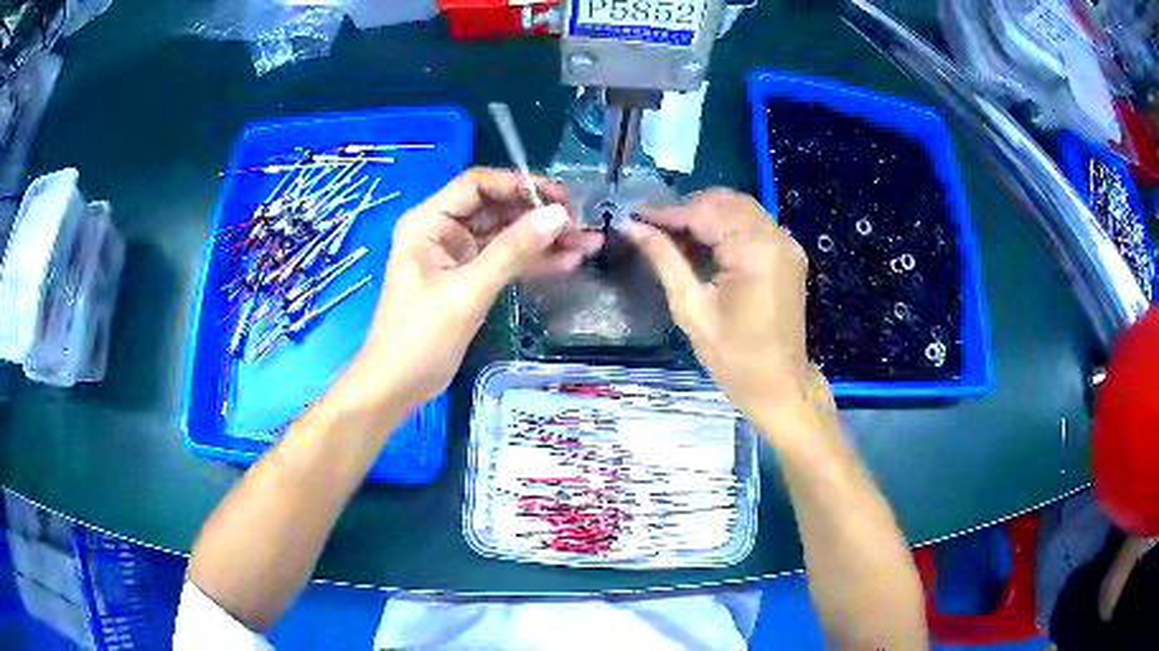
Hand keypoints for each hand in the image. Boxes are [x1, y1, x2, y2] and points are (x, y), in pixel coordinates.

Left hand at [349, 168, 601, 403]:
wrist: (397, 387)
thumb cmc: (419, 338)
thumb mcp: (467, 292)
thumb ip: (513, 251)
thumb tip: (559, 215)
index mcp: (429, 221)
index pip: (478, 185)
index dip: (520, 186)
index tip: (561, 201)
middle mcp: (442, 230)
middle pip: (496, 208)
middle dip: (539, 216)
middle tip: (581, 227)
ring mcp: (456, 256)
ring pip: (506, 236)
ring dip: (543, 240)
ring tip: (587, 244)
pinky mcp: (469, 280)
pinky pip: (505, 262)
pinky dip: (533, 263)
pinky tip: (567, 263)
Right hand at [620, 189, 812, 411]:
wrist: (779, 385)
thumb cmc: (733, 356)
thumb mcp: (691, 308)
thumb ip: (663, 259)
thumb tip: (629, 227)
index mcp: (754, 250)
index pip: (704, 213)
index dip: (666, 212)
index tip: (634, 215)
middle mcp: (776, 236)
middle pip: (725, 201)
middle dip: (687, 208)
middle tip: (652, 226)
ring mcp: (786, 243)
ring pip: (739, 208)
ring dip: (706, 214)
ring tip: (673, 234)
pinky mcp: (788, 253)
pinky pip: (752, 224)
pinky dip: (726, 225)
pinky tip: (703, 242)